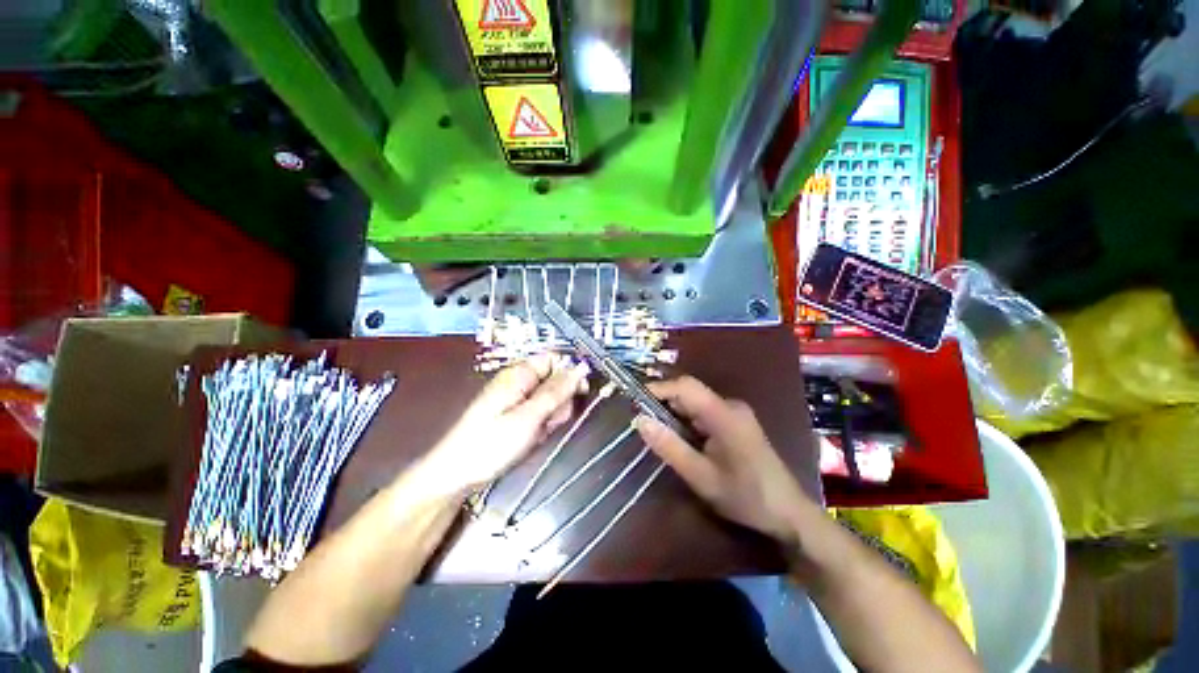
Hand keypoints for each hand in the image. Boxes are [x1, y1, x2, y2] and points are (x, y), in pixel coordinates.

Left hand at [415, 354, 588, 498]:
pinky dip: (541, 425)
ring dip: (551, 415)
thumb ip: (556, 391)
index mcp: (520, 373)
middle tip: (548, 420)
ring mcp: (517, 398)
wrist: (457, 474)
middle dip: (559, 401)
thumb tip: (580, 368)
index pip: (554, 359)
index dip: (570, 372)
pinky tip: (533, 437)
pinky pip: (539, 413)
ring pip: (549, 399)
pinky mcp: (516, 414)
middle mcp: (519, 381)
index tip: (579, 393)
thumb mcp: (529, 416)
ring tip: (537, 432)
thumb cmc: (491, 443)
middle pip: (554, 380)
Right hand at [633, 376, 816, 545]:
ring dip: (675, 414)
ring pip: (695, 402)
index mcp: (724, 414)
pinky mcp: (736, 421)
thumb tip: (639, 420)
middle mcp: (730, 405)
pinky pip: (704, 412)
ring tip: (657, 433)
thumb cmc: (745, 497)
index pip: (686, 386)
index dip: (659, 388)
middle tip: (643, 423)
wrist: (789, 514)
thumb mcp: (701, 477)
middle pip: (690, 392)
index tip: (634, 401)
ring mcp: (735, 412)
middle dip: (664, 403)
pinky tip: (681, 440)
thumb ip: (669, 447)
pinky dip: (687, 421)